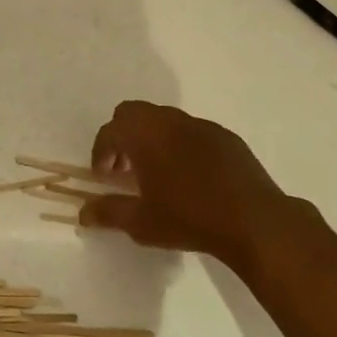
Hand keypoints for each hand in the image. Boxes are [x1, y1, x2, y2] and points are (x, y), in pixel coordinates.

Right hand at [79, 101, 287, 273]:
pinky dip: (180, 144)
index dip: (100, 152)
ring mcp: (200, 125)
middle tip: (125, 168)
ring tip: (157, 173)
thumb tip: (82, 213)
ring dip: (151, 138)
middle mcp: (168, 120)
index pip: (109, 132)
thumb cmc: (189, 218)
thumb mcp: (141, 222)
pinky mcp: (225, 136)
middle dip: (122, 136)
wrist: (254, 221)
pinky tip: (190, 176)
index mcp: (143, 134)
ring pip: (163, 119)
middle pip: (132, 113)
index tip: (104, 177)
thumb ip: (108, 213)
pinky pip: (191, 131)